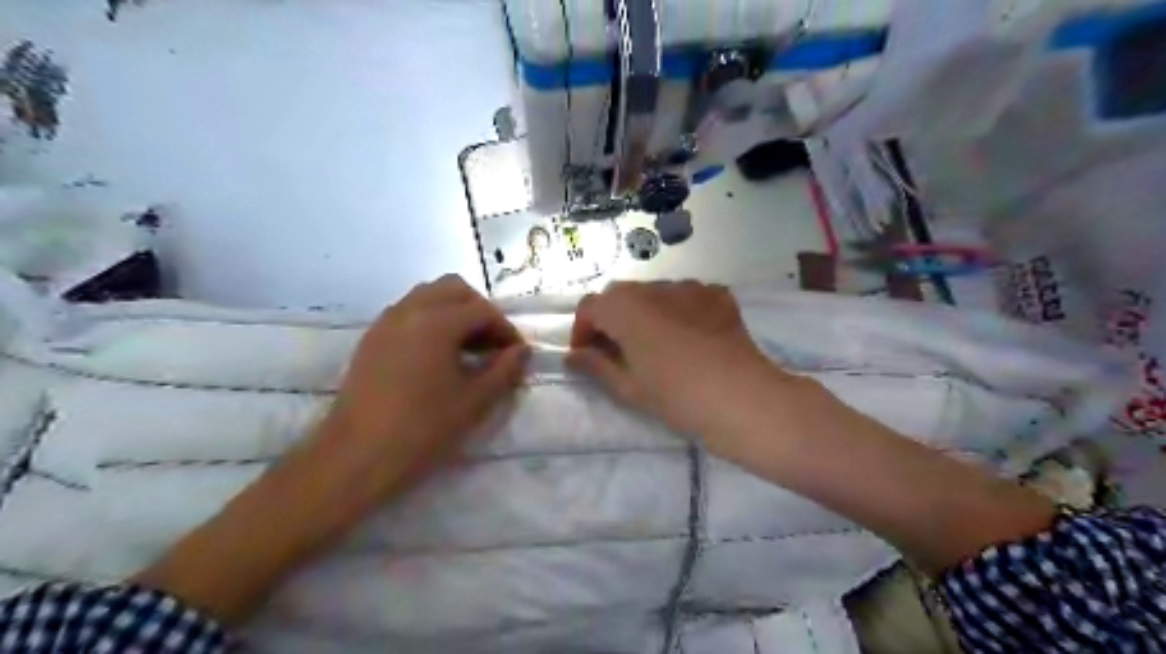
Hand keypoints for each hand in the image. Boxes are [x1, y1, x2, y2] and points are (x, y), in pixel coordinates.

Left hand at [311, 275, 525, 506]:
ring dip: (453, 312)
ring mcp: (386, 322)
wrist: (357, 456)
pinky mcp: (371, 339)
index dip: (505, 329)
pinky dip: (430, 321)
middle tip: (491, 344)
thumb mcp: (475, 401)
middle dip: (479, 310)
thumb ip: (504, 370)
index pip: (482, 310)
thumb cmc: (423, 428)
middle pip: (454, 289)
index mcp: (437, 322)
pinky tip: (437, 356)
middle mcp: (410, 310)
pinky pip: (408, 312)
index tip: (516, 354)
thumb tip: (522, 350)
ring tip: (466, 348)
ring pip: (428, 296)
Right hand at [567, 281, 791, 438]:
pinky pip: (686, 297)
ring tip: (656, 344)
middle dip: (612, 319)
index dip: (582, 330)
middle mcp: (653, 287)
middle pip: (620, 295)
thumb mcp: (628, 387)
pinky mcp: (717, 294)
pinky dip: (678, 311)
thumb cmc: (675, 396)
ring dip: (645, 313)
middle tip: (618, 352)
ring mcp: (689, 286)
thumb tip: (572, 356)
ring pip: (654, 293)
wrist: (740, 397)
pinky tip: (689, 337)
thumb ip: (595, 366)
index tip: (587, 356)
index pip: (589, 307)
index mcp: (624, 307)